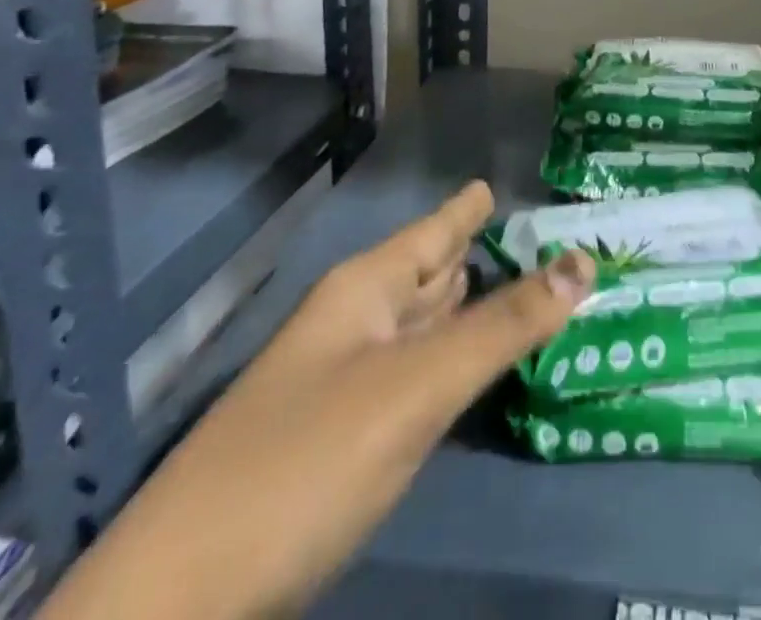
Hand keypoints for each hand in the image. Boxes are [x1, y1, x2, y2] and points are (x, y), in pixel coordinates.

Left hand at [40, 182, 594, 619]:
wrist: (175, 607)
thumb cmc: (304, 464)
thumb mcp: (417, 386)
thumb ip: (504, 326)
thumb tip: (585, 260)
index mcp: (365, 290)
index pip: (435, 230)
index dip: (469, 207)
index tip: (500, 184)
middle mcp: (354, 324)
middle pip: (427, 273)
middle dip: (477, 254)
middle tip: (536, 238)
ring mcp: (344, 384)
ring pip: (420, 325)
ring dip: (465, 306)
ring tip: (511, 282)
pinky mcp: (343, 442)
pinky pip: (414, 377)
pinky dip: (451, 361)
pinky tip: (469, 364)